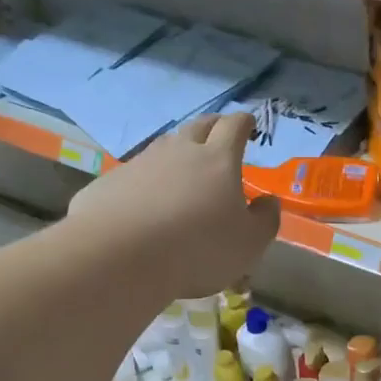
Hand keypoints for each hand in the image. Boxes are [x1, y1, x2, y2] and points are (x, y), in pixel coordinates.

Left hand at [65, 112, 279, 298]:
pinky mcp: (110, 182)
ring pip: (165, 146)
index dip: (244, 123)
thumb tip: (269, 201)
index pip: (234, 127)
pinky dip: (148, 180)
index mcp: (218, 160)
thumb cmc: (198, 249)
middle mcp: (180, 151)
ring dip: (179, 151)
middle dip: (214, 127)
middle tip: (221, 137)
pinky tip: (146, 202)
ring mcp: (141, 163)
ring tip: (185, 169)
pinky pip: (136, 173)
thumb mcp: (249, 244)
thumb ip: (265, 220)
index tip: (250, 125)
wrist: (120, 257)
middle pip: (199, 126)